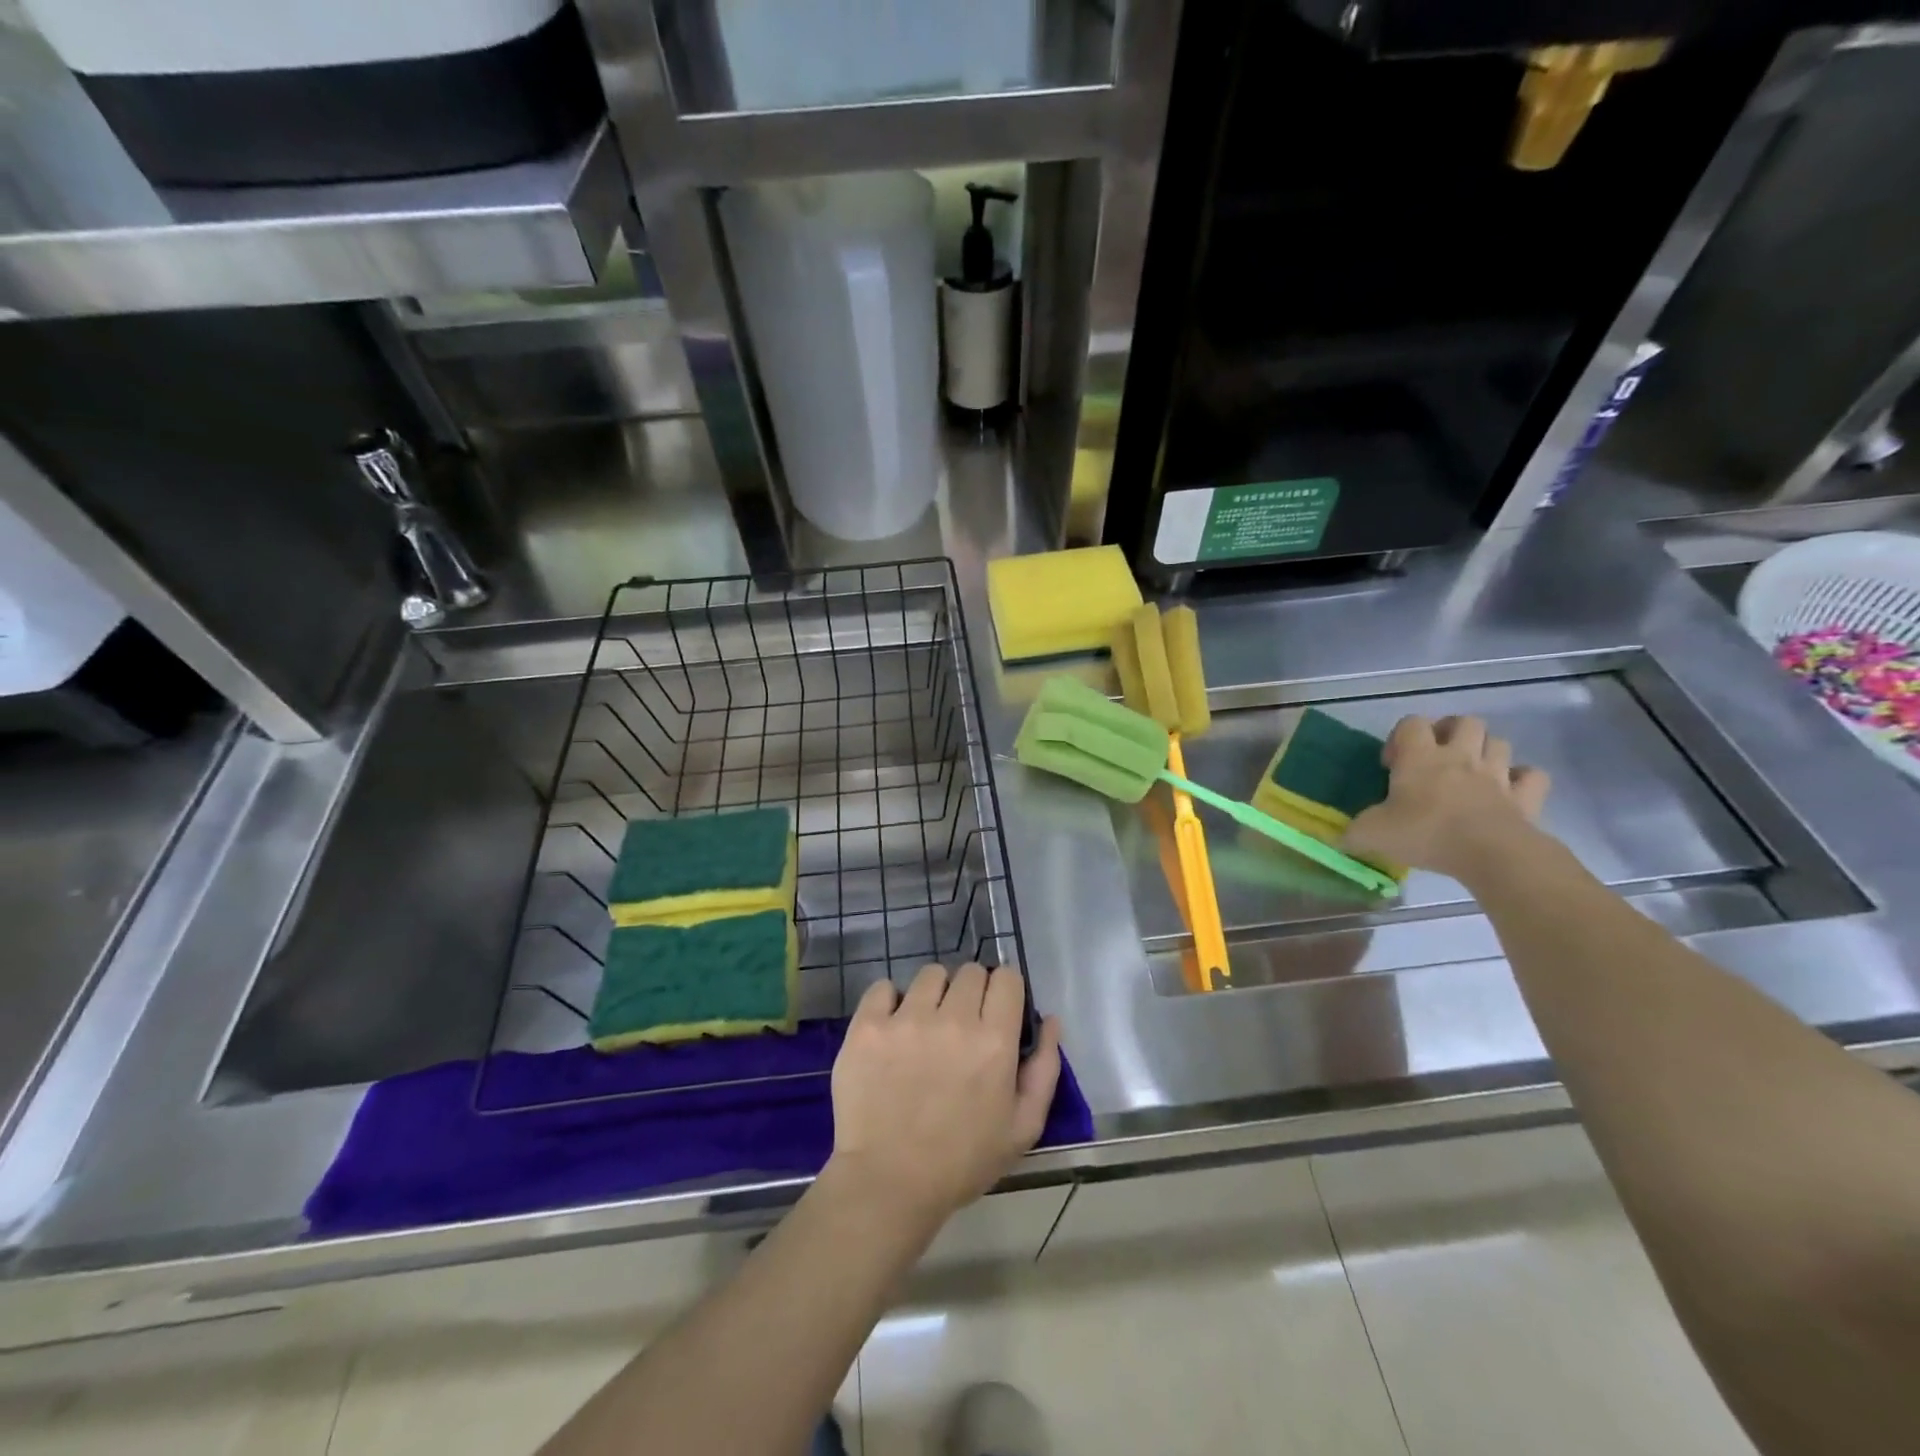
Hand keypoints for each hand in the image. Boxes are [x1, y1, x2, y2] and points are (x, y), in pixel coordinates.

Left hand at [827, 964, 1061, 1229]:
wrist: (888, 1183)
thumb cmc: (961, 1161)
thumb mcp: (1023, 1128)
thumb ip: (1045, 1069)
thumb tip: (1050, 1020)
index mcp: (994, 1041)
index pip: (1006, 978)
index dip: (1004, 992)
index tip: (995, 1013)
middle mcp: (952, 1019)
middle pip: (969, 971)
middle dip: (971, 992)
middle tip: (960, 1026)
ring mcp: (906, 1019)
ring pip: (929, 974)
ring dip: (933, 994)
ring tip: (925, 1027)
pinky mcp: (868, 1026)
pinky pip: (883, 987)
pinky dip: (889, 1002)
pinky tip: (891, 1030)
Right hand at [1343, 715, 1552, 882]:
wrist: (1490, 853)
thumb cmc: (1425, 833)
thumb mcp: (1372, 833)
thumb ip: (1354, 831)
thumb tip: (1342, 837)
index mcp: (1420, 757)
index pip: (1411, 723)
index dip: (1399, 737)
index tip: (1392, 764)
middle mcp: (1460, 756)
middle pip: (1464, 722)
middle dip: (1452, 732)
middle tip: (1437, 756)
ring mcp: (1497, 774)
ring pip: (1499, 742)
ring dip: (1486, 751)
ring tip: (1471, 772)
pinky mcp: (1525, 796)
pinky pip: (1532, 776)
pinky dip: (1522, 779)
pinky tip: (1509, 791)